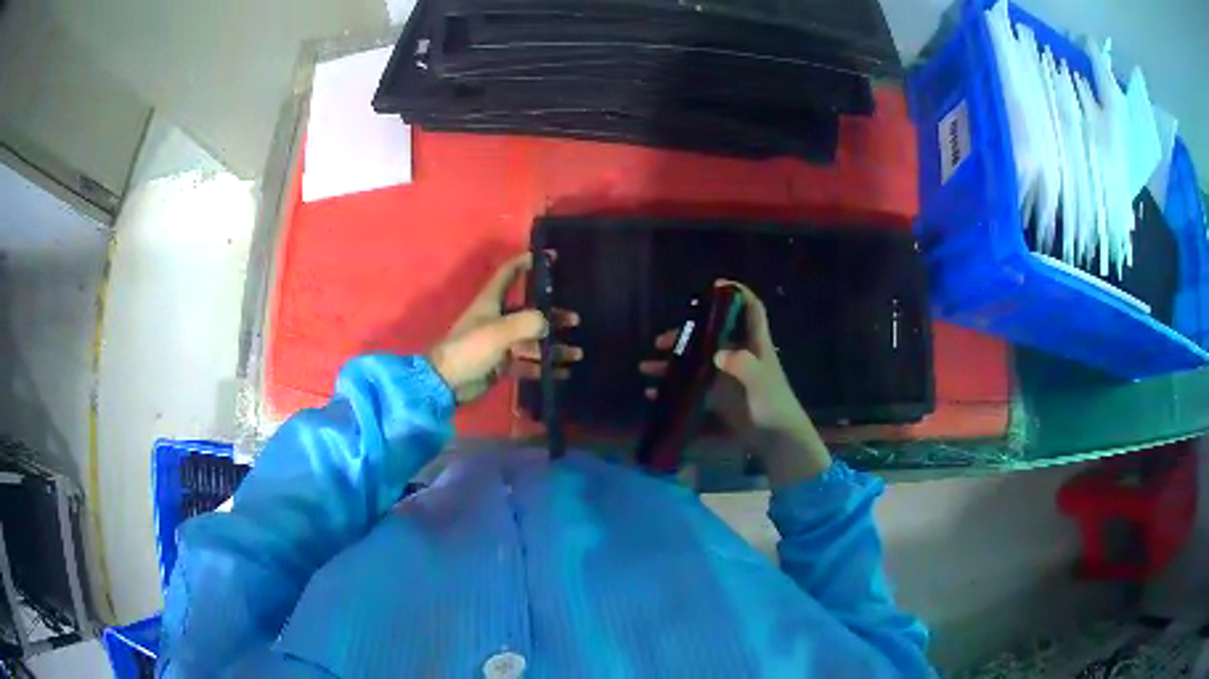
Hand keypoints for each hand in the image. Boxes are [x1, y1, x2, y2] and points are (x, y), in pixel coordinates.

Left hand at [428, 252, 580, 404]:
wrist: (448, 382)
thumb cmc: (471, 348)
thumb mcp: (500, 331)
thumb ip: (527, 323)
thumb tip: (548, 322)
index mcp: (491, 301)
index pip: (510, 273)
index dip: (527, 262)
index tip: (551, 257)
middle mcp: (497, 318)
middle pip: (529, 311)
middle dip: (552, 314)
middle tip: (575, 320)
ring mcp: (501, 343)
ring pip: (533, 340)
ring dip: (554, 345)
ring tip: (577, 353)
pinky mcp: (502, 364)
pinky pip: (529, 363)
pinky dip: (545, 367)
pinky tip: (564, 372)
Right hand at [639, 281, 828, 485]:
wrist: (776, 438)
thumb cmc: (772, 404)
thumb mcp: (760, 381)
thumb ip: (742, 365)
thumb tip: (717, 355)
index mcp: (754, 344)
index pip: (750, 309)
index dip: (737, 293)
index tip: (717, 285)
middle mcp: (739, 354)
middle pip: (710, 334)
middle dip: (685, 334)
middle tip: (661, 341)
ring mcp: (727, 375)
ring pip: (695, 360)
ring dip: (672, 361)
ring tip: (646, 367)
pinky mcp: (719, 395)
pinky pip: (691, 385)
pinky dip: (673, 387)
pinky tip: (654, 393)